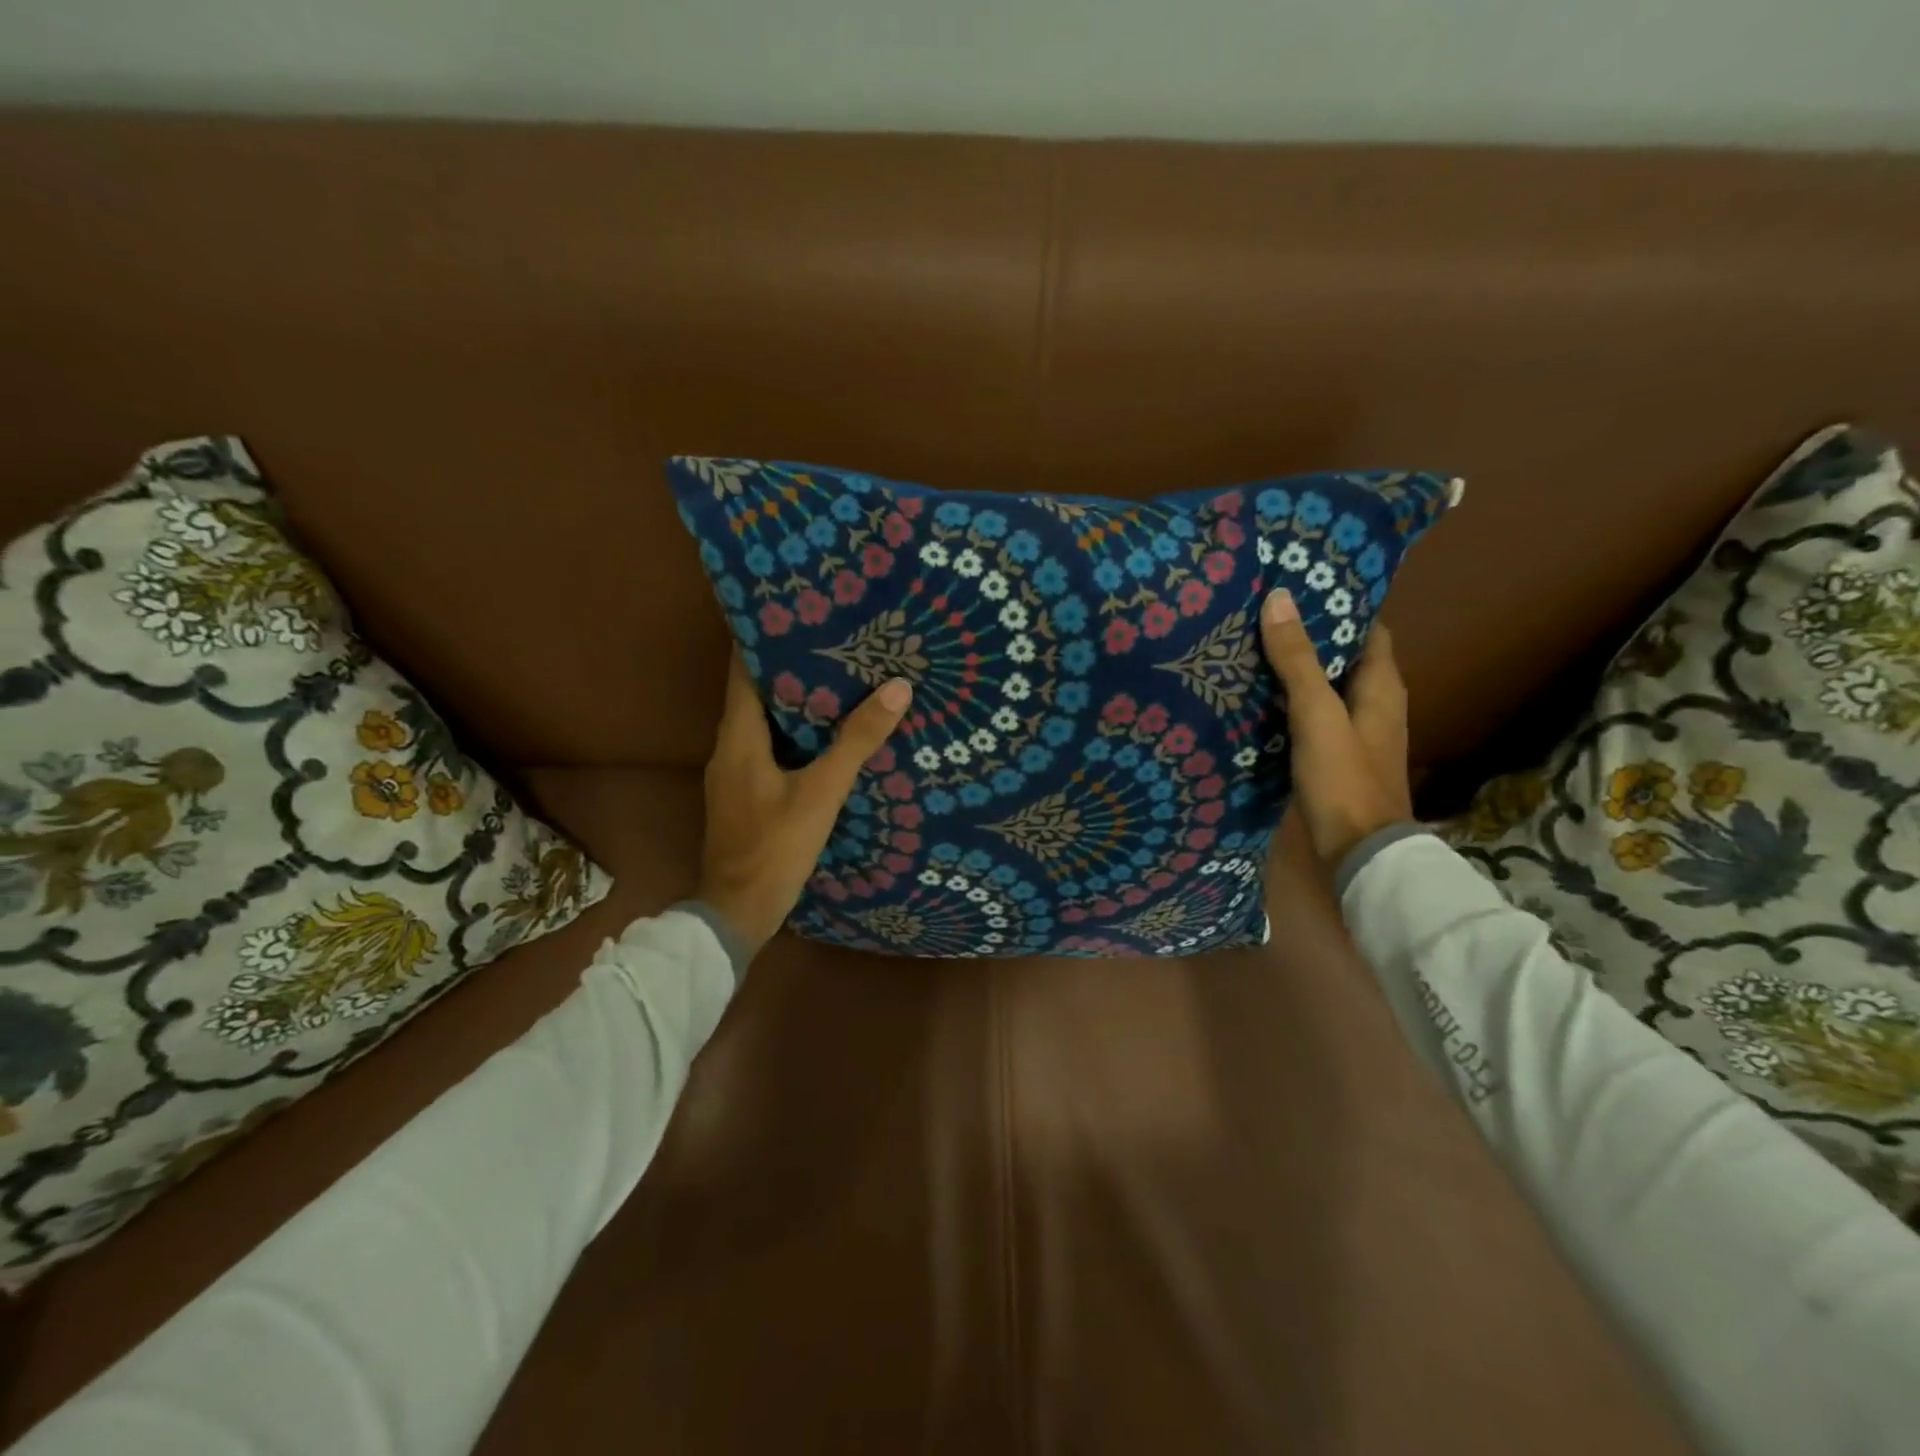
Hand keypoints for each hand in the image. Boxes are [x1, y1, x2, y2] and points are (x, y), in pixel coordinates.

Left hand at [697, 653, 913, 959]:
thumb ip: (856, 742)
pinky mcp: (747, 795)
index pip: (743, 669)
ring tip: (841, 682)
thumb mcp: (821, 792)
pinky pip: (771, 750)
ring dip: (797, 704)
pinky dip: (797, 736)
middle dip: (792, 668)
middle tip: (836, 644)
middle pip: (757, 693)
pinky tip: (829, 738)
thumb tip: (897, 688)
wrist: (737, 912)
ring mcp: (736, 774)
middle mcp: (730, 747)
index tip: (803, 615)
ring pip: (765, 724)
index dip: (766, 638)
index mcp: (737, 736)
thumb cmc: (774, 847)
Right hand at [1259, 589, 1413, 872]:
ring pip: (1322, 688)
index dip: (1339, 607)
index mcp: (1382, 686)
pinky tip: (1255, 697)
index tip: (1299, 587)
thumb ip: (1297, 660)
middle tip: (1262, 613)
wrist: (1357, 852)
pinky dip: (1287, 702)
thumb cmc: (1344, 778)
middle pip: (1341, 658)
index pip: (1366, 629)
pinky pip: (1309, 716)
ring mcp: (1352, 733)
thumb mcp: (1318, 714)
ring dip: (1294, 670)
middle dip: (1308, 636)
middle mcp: (1373, 704)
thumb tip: (1279, 598)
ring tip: (1250, 647)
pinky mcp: (1331, 757)